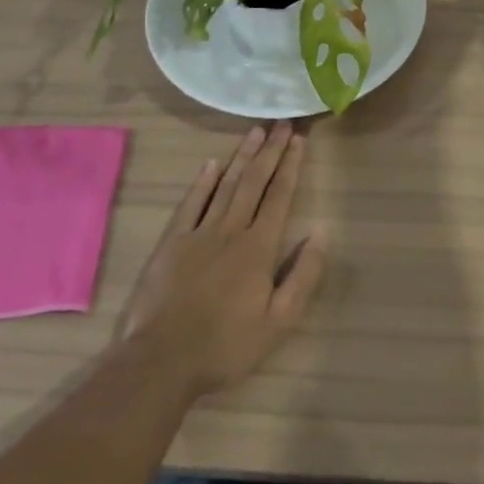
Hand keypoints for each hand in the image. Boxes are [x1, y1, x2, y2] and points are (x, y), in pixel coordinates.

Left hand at [116, 123, 327, 400]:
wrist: (162, 360)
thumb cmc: (226, 345)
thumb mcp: (279, 322)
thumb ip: (303, 276)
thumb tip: (321, 234)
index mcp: (259, 247)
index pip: (279, 196)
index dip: (291, 166)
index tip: (299, 140)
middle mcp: (231, 230)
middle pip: (255, 182)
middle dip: (271, 151)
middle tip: (282, 123)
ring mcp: (199, 233)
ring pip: (226, 184)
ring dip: (242, 156)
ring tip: (256, 132)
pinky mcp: (172, 242)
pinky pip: (191, 203)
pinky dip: (203, 181)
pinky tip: (212, 163)